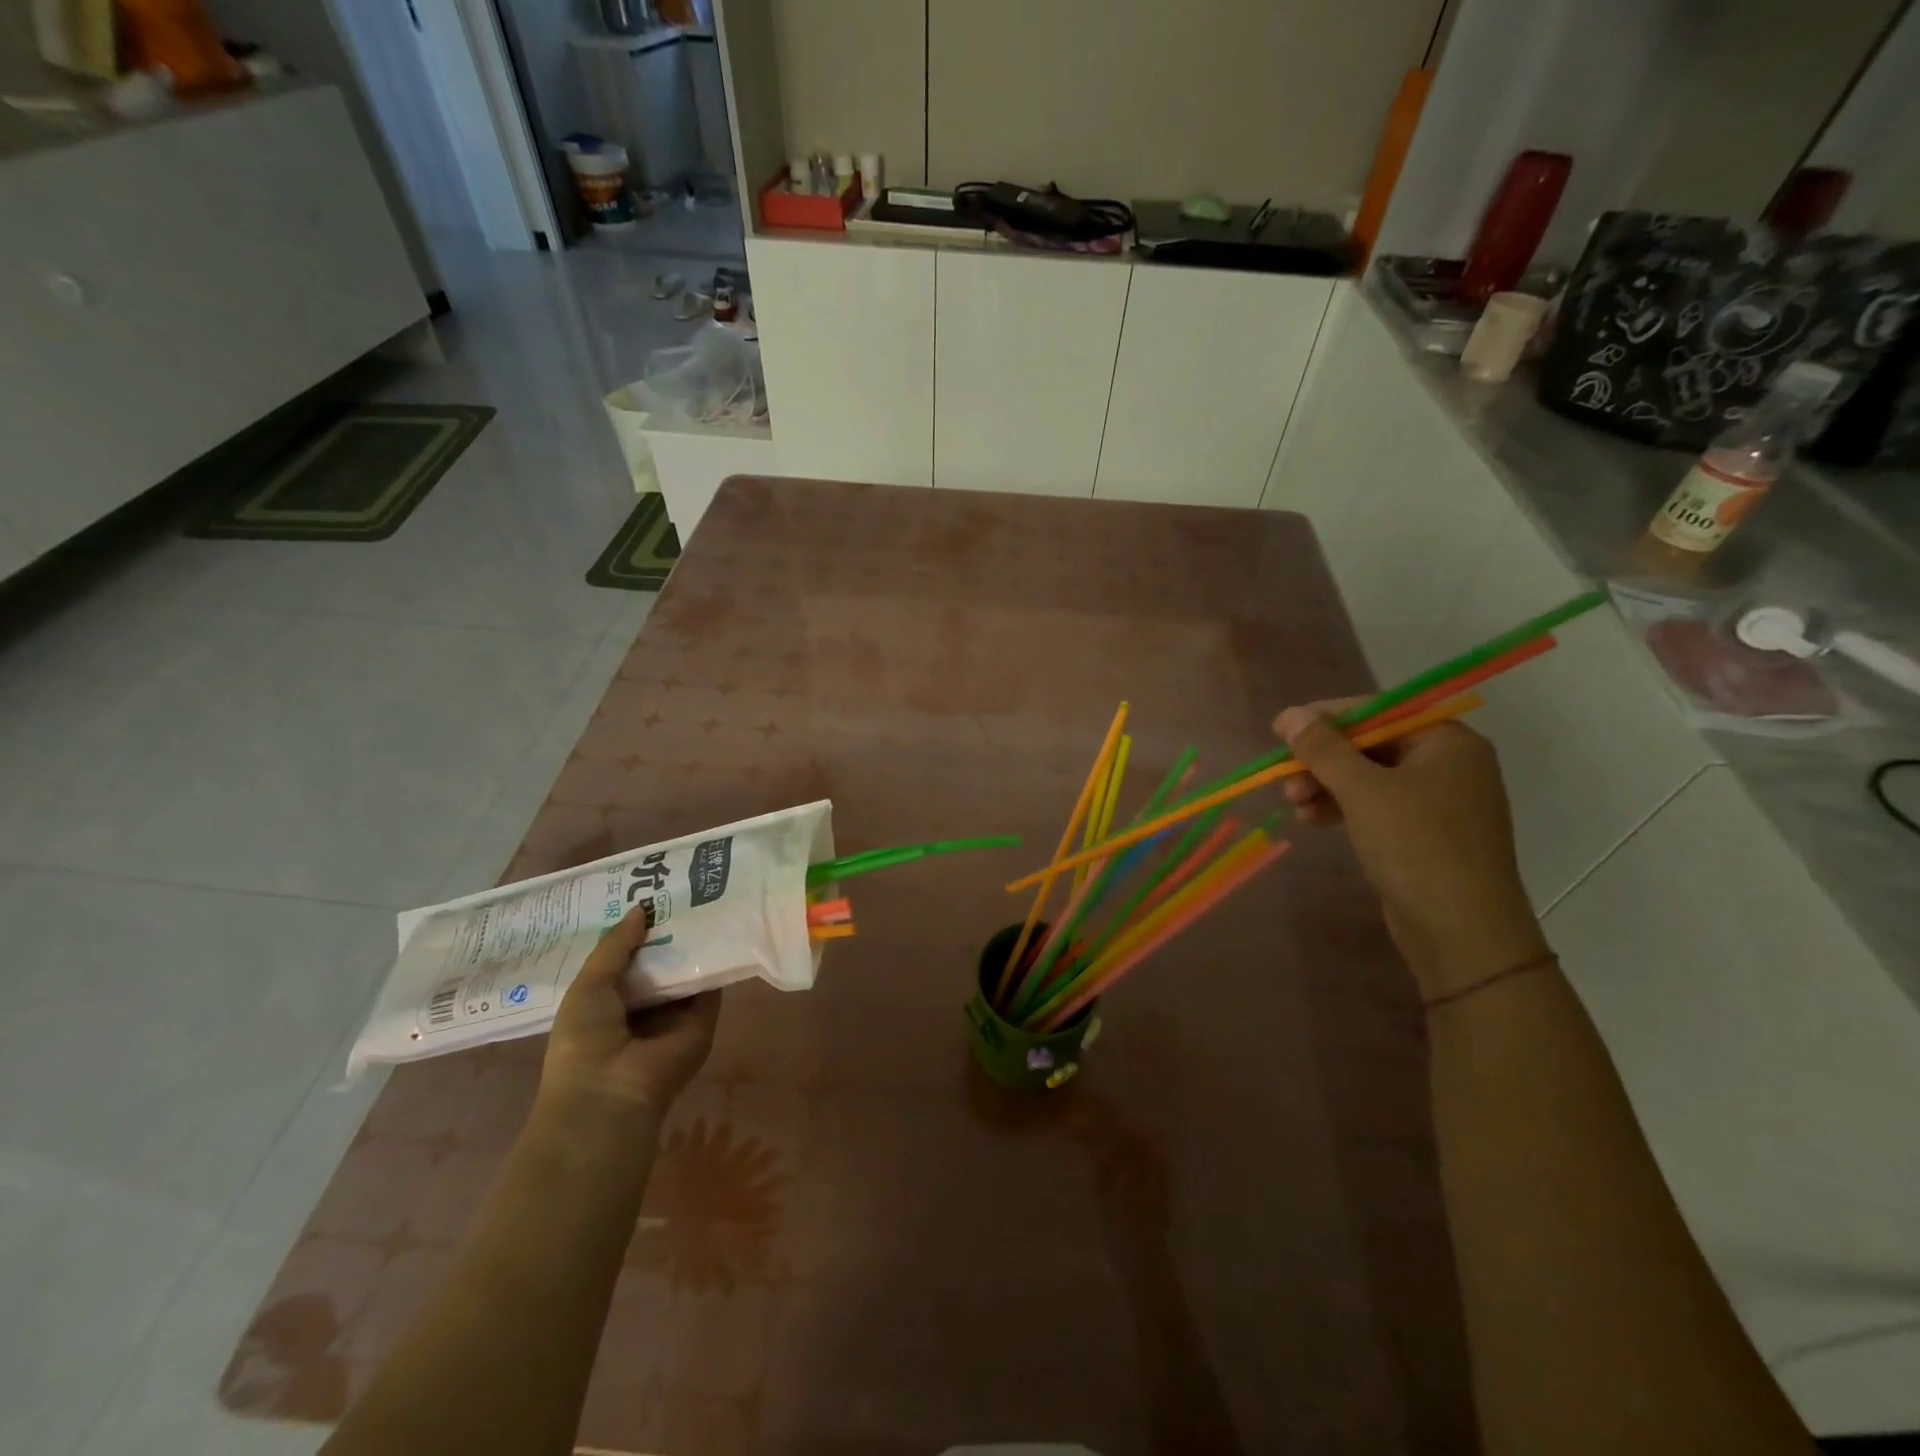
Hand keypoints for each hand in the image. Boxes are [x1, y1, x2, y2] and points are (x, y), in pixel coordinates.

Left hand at [539, 904, 719, 1125]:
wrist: (613, 1092)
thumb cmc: (585, 1040)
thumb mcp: (589, 985)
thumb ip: (615, 946)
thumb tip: (641, 908)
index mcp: (609, 1002)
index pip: (627, 959)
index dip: (635, 930)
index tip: (647, 893)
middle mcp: (644, 1006)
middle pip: (660, 961)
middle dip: (667, 930)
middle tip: (680, 887)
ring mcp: (676, 1013)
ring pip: (688, 969)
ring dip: (694, 941)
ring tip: (705, 896)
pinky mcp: (704, 1018)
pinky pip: (712, 983)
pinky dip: (716, 959)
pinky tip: (721, 925)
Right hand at [1274, 702, 1550, 1001]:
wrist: (1462, 932)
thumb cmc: (1417, 846)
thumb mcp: (1362, 791)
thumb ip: (1323, 748)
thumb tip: (1288, 714)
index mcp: (1446, 741)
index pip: (1378, 712)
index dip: (1326, 719)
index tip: (1280, 731)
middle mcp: (1447, 764)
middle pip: (1369, 745)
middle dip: (1322, 761)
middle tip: (1285, 779)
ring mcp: (1437, 801)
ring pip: (1367, 778)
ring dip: (1325, 786)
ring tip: (1294, 806)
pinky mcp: (1423, 834)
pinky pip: (1374, 806)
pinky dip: (1342, 808)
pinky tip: (1312, 821)